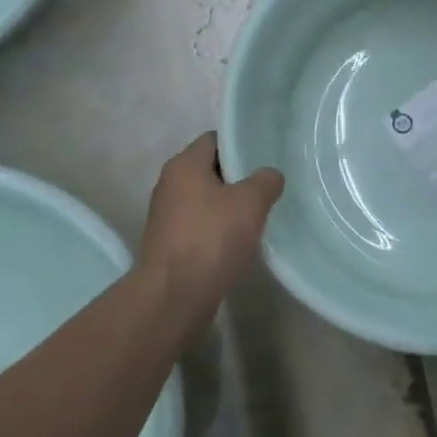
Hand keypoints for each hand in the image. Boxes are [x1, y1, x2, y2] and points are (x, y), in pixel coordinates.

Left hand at [139, 133, 283, 303]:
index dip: (240, 146)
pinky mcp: (169, 244)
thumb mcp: (251, 202)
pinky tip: (239, 243)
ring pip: (205, 200)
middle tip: (266, 187)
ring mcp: (166, 216)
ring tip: (257, 216)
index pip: (214, 140)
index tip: (264, 158)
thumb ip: (266, 181)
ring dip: (228, 207)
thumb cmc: (211, 238)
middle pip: (210, 170)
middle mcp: (169, 184)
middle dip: (238, 178)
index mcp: (184, 165)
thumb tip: (270, 175)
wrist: (174, 297)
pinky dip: (217, 230)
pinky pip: (199, 226)